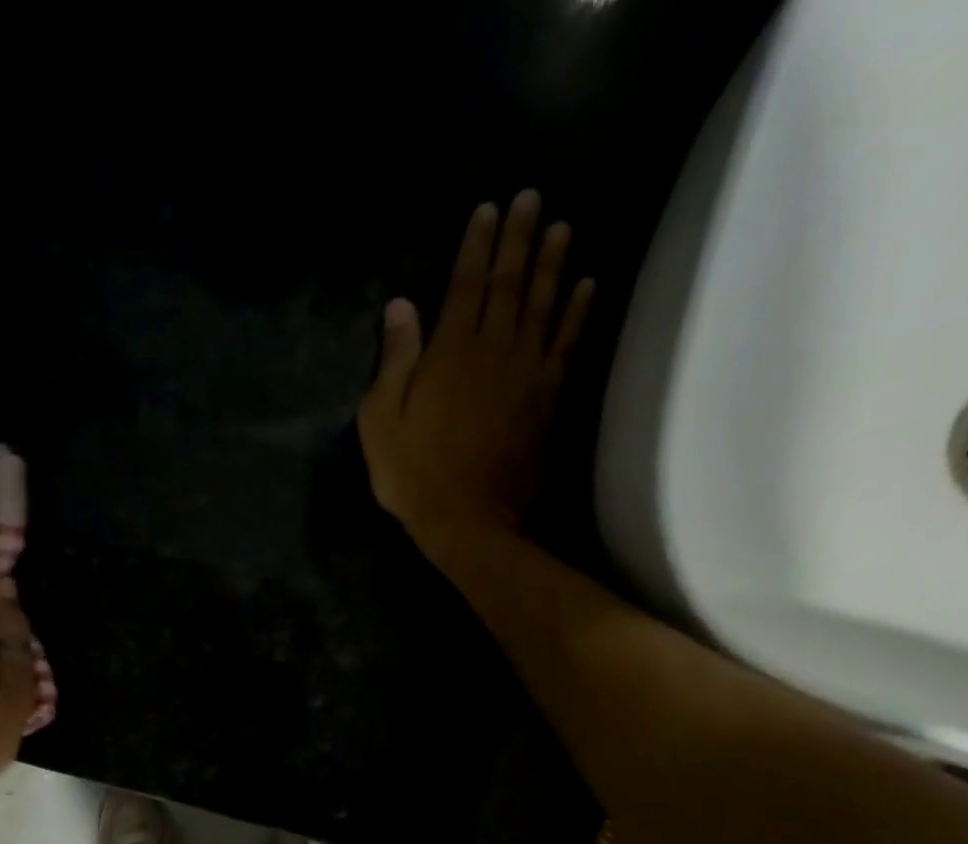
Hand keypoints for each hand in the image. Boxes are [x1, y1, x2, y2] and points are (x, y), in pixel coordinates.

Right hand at [358, 191, 594, 559]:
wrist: (470, 521)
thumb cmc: (414, 476)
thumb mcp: (382, 423)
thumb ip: (394, 362)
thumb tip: (400, 307)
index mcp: (449, 354)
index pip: (465, 285)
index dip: (476, 245)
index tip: (488, 209)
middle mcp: (494, 350)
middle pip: (509, 284)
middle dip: (519, 238)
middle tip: (532, 197)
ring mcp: (528, 372)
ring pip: (543, 304)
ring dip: (553, 263)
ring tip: (561, 225)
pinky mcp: (549, 397)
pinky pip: (568, 343)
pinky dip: (578, 311)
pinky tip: (586, 285)